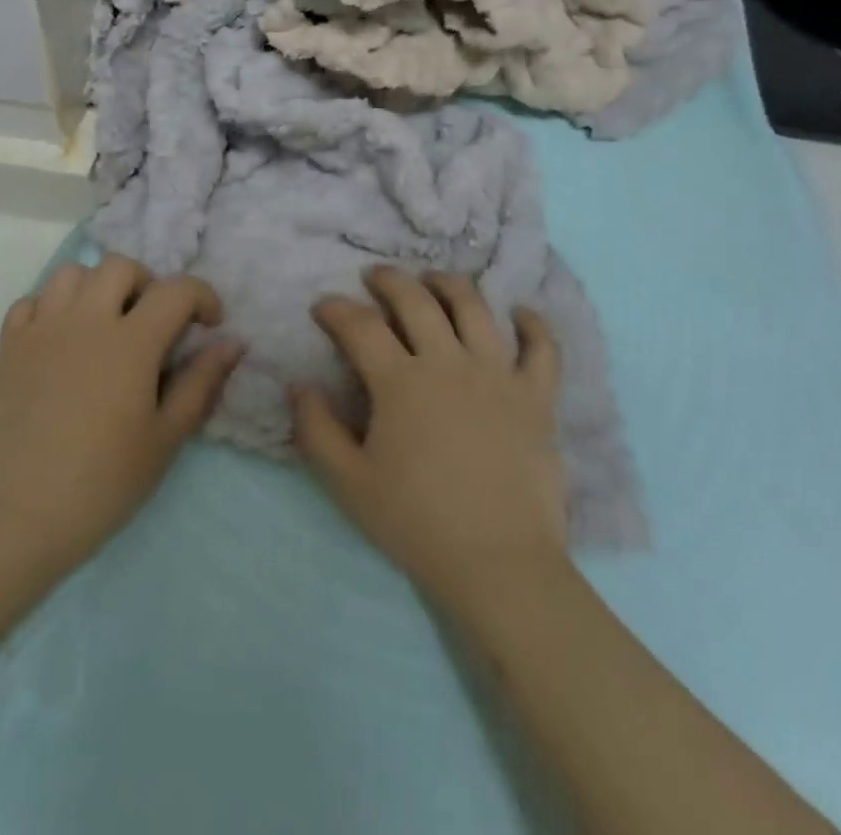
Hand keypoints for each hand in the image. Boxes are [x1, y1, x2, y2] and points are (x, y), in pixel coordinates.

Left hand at [0, 255, 237, 578]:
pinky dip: (50, 309)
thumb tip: (232, 343)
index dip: (203, 298)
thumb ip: (201, 382)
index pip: (176, 290)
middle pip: (120, 267)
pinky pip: (30, 302)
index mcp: (130, 342)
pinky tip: (61, 341)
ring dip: (97, 288)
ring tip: (105, 324)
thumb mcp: (166, 436)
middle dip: (148, 284)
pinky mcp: (9, 348)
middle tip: (153, 323)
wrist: (22, 518)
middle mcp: (85, 321)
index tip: (209, 325)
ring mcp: (41, 331)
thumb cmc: (105, 481)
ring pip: (72, 274)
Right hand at [293, 267, 567, 601]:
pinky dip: (532, 324)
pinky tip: (520, 313)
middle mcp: (448, 362)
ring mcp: (498, 374)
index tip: (322, 306)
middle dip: (389, 281)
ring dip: (449, 284)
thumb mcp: (348, 483)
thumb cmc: (417, 523)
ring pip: (474, 308)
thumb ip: (316, 430)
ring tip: (434, 280)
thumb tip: (298, 385)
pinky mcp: (537, 395)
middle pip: (416, 301)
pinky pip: (542, 347)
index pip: (360, 326)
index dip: (336, 309)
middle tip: (375, 277)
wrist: (499, 563)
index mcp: (401, 382)